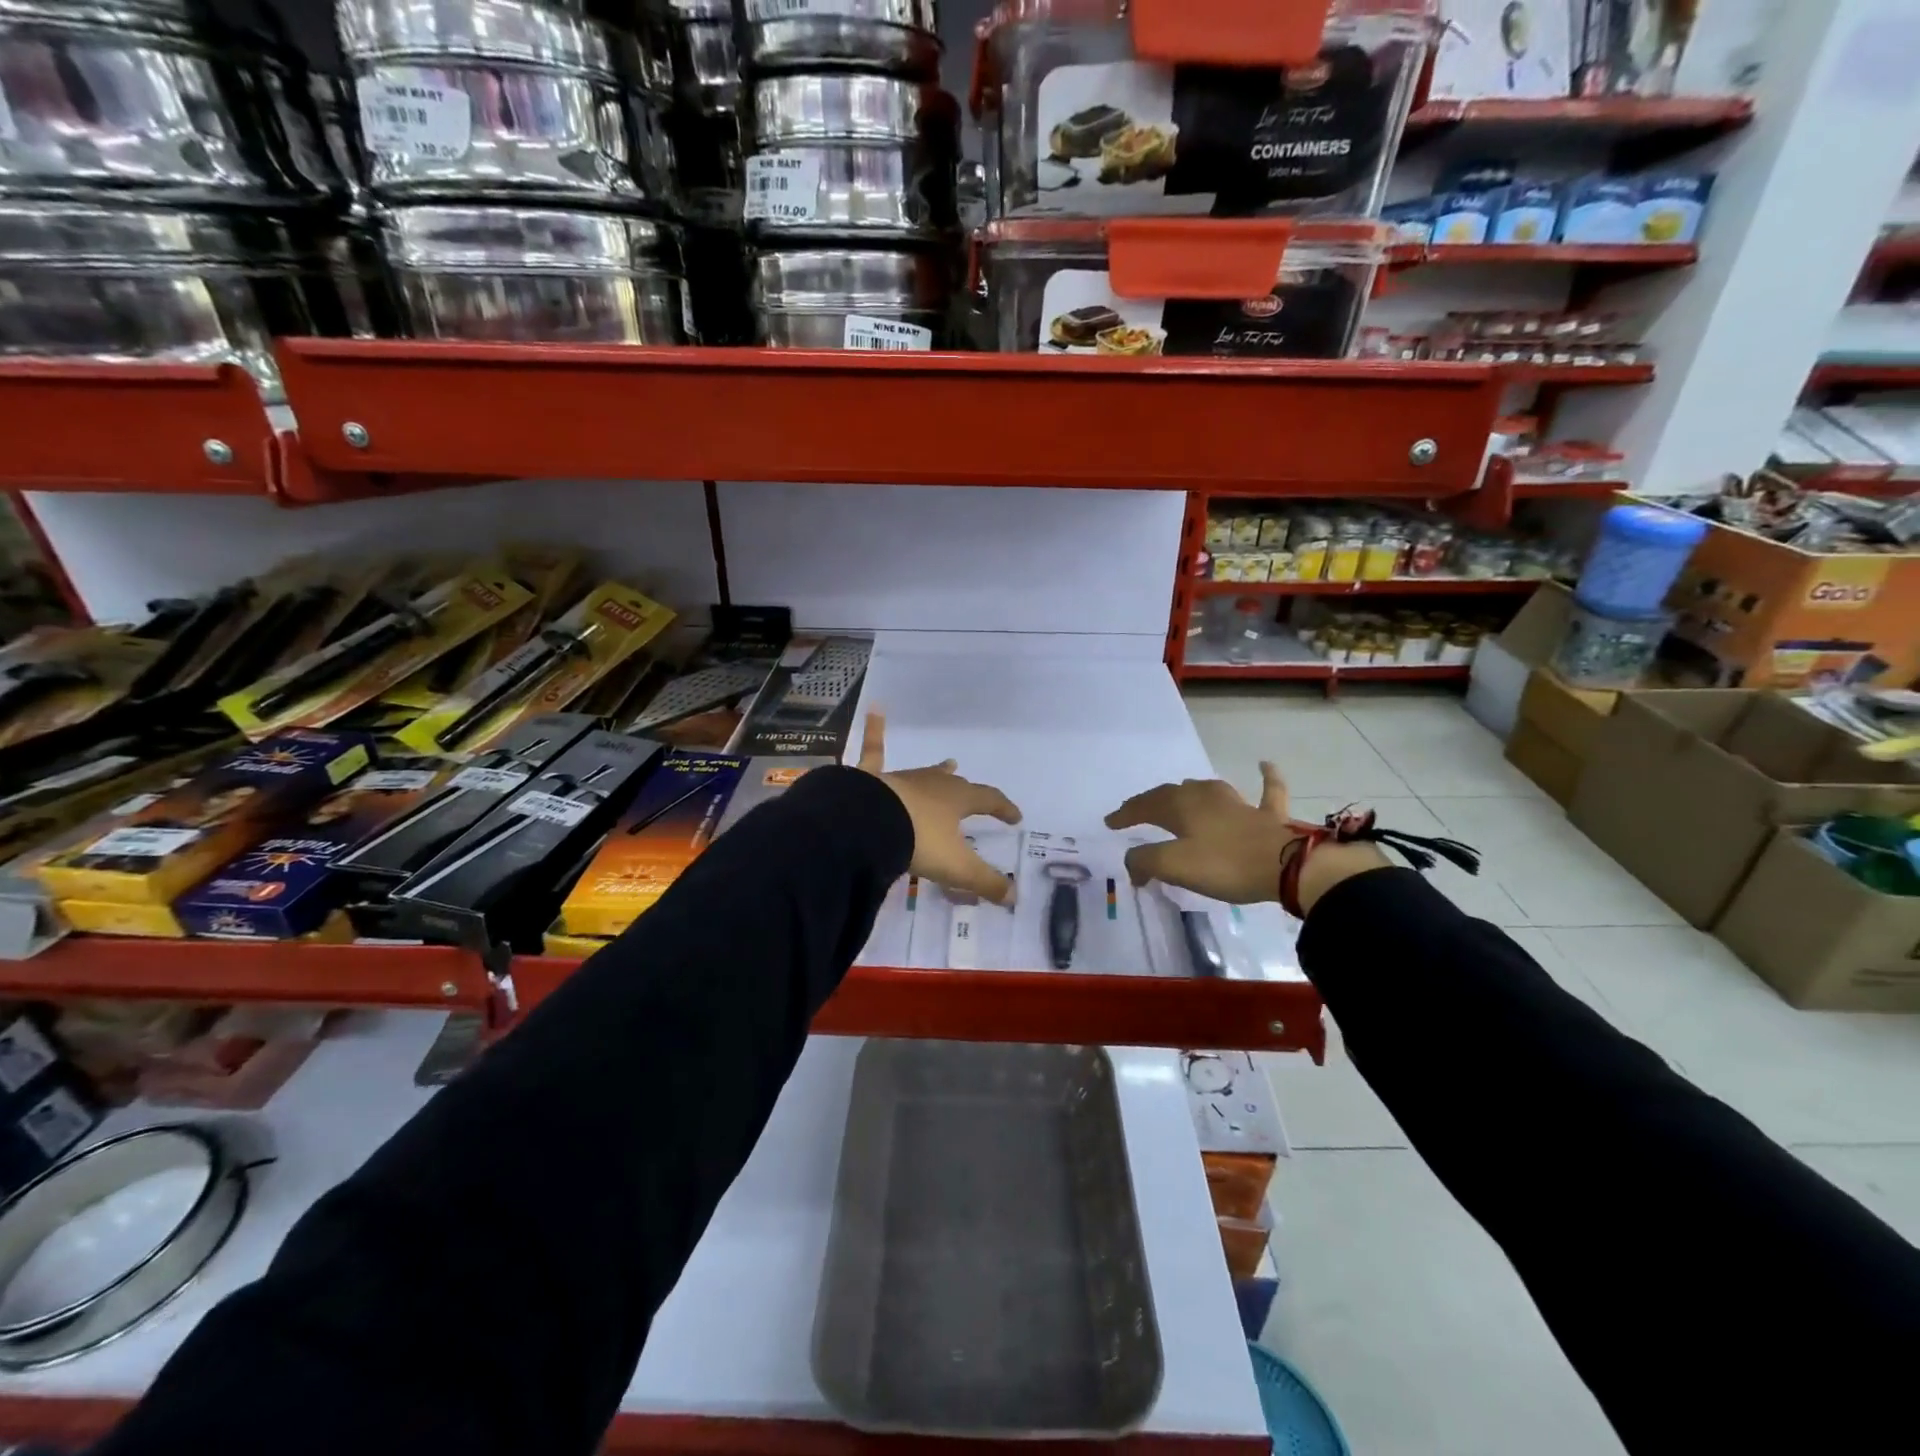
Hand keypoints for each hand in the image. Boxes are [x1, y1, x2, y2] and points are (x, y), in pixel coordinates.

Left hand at [856, 712, 1022, 904]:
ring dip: (936, 772)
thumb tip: (1014, 898)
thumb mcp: (955, 867)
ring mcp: (901, 778)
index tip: (1015, 817)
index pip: (989, 800)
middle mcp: (932, 784)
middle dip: (967, 790)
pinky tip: (875, 709)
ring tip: (946, 764)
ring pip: (924, 772)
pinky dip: (874, 731)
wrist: (867, 824)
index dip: (1003, 808)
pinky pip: (874, 750)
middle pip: (955, 785)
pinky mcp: (871, 777)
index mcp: (957, 800)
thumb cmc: (917, 842)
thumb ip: (984, 882)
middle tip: (972, 791)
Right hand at [1106, 761, 1390, 913]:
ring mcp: (1239, 803)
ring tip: (1180, 796)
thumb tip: (1133, 863)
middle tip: (1138, 813)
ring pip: (1208, 790)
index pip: (1145, 805)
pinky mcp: (1269, 816)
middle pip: (1173, 794)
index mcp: (1181, 807)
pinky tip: (1265, 764)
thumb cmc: (1224, 864)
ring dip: (1190, 792)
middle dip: (1152, 802)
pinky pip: (1268, 790)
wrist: (1287, 866)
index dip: (1126, 814)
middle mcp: (1206, 797)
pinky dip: (1266, 778)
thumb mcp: (1174, 865)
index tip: (1110, 823)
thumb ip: (1146, 861)